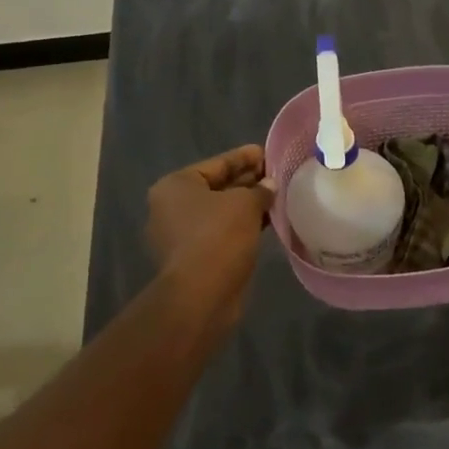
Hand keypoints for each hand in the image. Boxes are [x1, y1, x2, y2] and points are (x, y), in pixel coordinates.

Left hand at [146, 145, 276, 326]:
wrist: (201, 295)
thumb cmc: (218, 236)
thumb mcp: (245, 204)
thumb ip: (260, 190)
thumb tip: (269, 186)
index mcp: (176, 186)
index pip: (217, 163)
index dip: (244, 157)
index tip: (268, 153)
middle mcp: (171, 207)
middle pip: (217, 187)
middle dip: (247, 182)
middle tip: (277, 175)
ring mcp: (180, 235)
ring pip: (220, 213)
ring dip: (247, 206)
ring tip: (277, 198)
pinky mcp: (193, 258)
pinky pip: (221, 233)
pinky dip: (241, 227)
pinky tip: (267, 223)